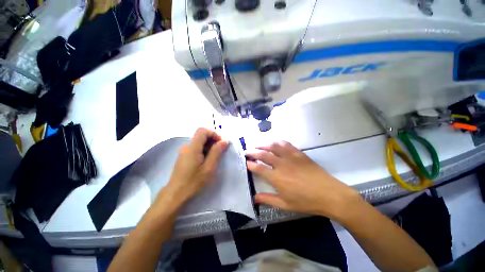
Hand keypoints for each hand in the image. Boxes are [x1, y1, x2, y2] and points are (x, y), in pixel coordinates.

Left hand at [161, 128, 227, 206]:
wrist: (176, 193)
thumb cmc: (193, 181)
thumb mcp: (209, 167)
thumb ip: (217, 152)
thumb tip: (225, 141)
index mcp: (192, 147)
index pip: (203, 131)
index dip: (213, 134)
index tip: (221, 143)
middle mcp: (187, 146)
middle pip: (201, 135)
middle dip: (213, 140)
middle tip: (221, 151)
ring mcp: (185, 151)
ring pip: (199, 142)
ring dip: (209, 146)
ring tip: (215, 157)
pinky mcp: (184, 156)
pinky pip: (196, 148)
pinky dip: (204, 150)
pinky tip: (207, 160)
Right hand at [247, 141, 361, 219]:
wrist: (329, 194)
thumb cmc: (306, 201)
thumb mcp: (285, 204)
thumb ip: (268, 199)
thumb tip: (254, 198)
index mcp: (276, 178)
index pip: (258, 168)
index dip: (250, 164)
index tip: (246, 162)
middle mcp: (281, 164)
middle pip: (263, 154)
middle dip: (252, 152)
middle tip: (247, 151)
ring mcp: (290, 157)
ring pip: (273, 146)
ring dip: (263, 145)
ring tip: (258, 145)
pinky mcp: (298, 153)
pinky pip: (286, 144)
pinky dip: (277, 142)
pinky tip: (275, 143)